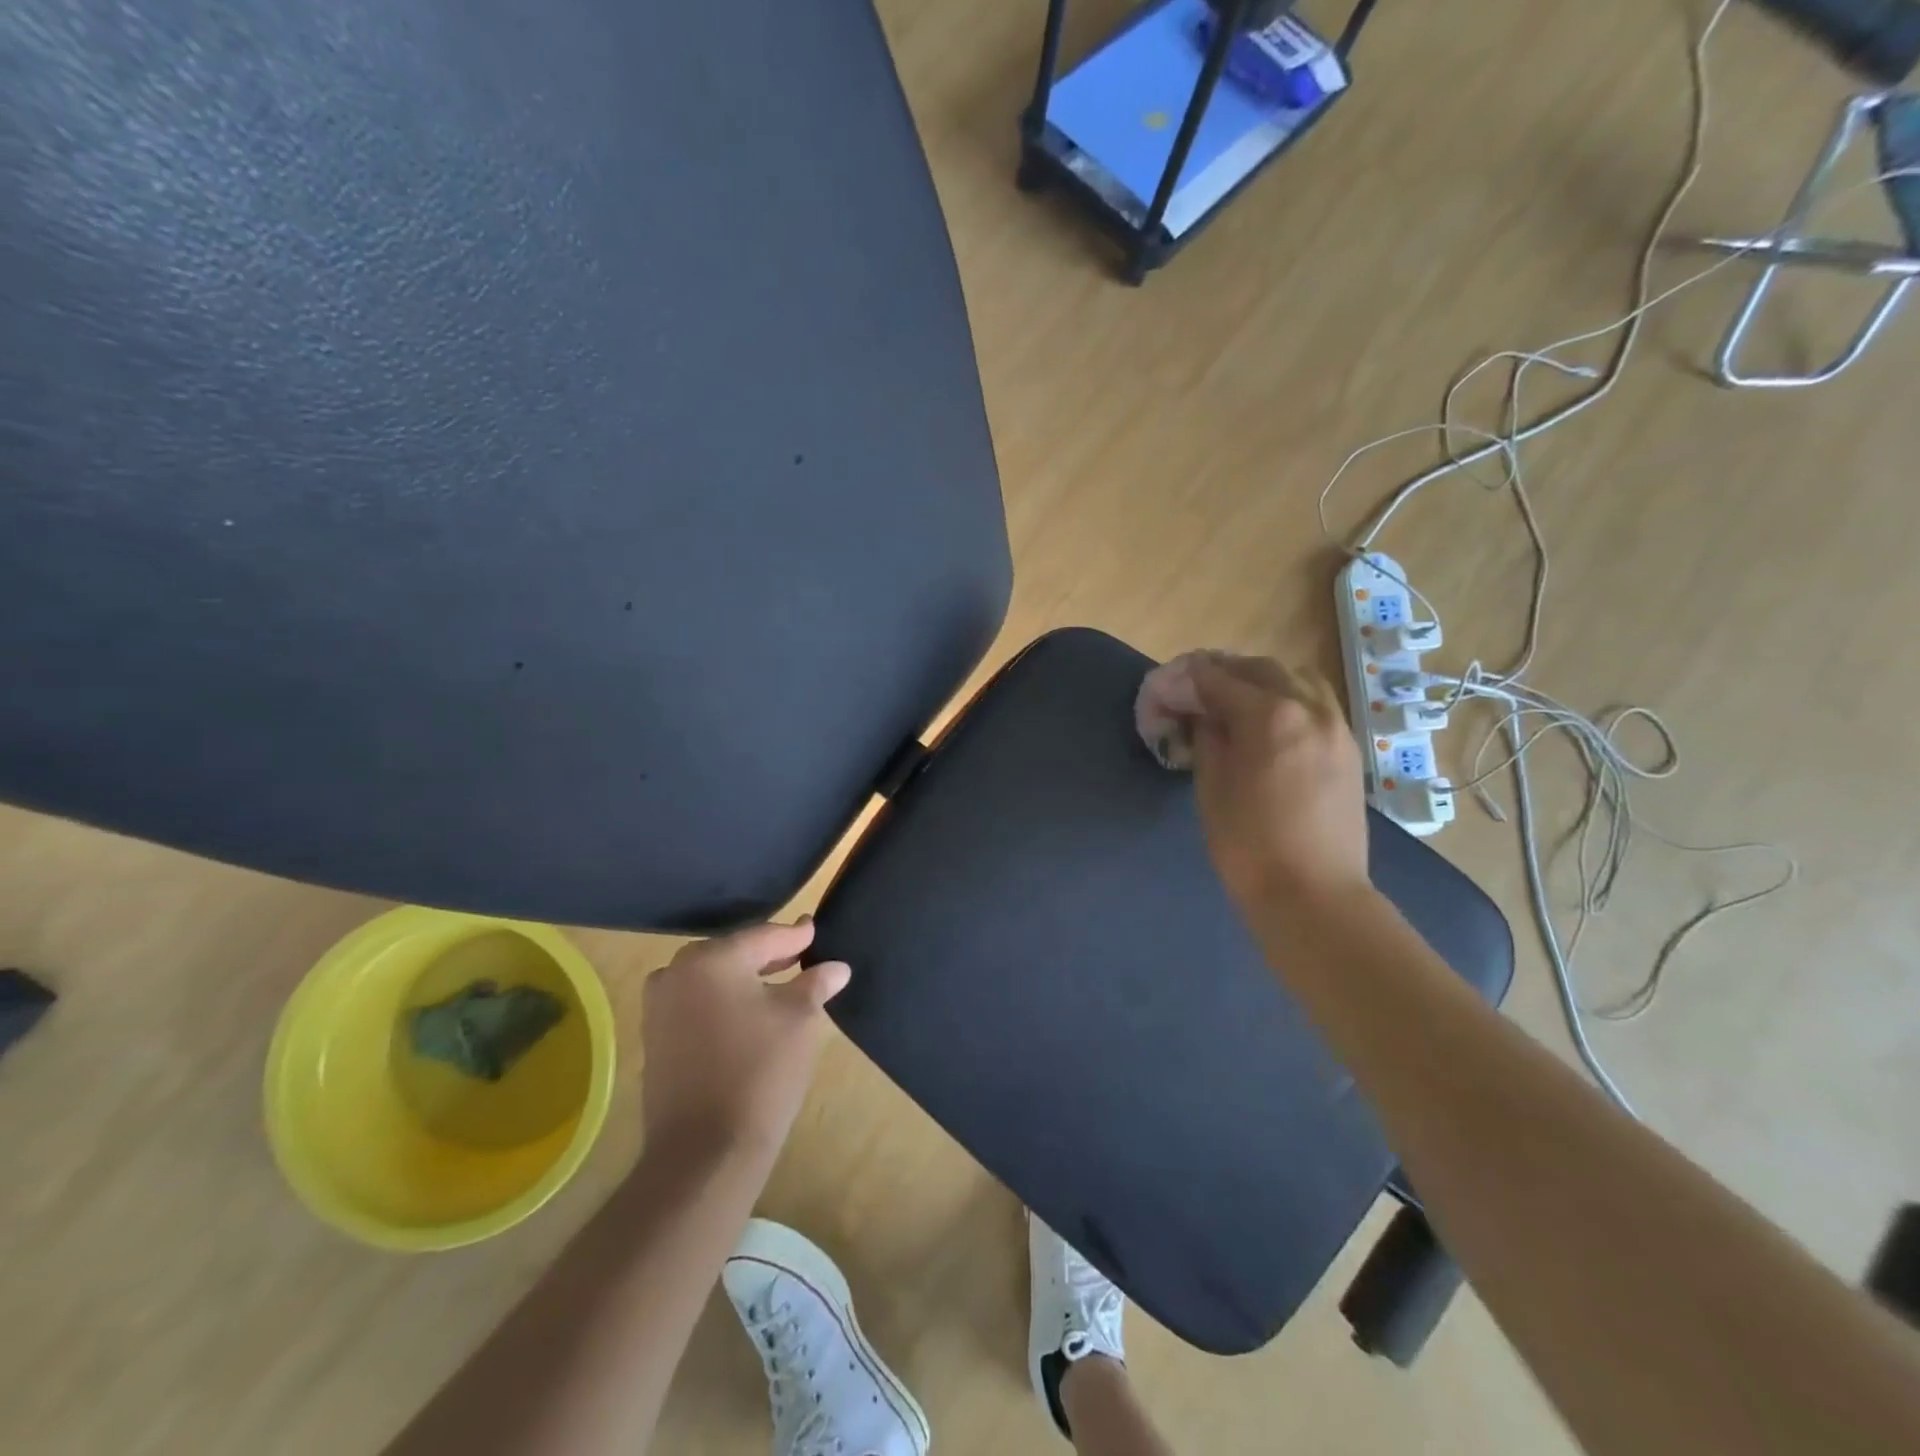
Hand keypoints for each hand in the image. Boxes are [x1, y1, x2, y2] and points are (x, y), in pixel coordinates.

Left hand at [640, 920, 849, 1164]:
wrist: (704, 1151)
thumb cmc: (759, 1072)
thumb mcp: (799, 1020)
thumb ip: (814, 984)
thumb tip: (836, 968)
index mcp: (712, 959)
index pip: (763, 936)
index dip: (794, 936)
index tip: (813, 929)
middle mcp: (677, 973)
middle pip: (733, 953)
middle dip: (766, 955)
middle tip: (799, 956)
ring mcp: (659, 1007)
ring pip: (711, 979)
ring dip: (742, 979)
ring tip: (776, 985)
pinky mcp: (653, 1038)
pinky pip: (694, 1003)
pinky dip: (721, 1001)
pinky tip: (746, 1014)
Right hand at [1184, 654, 1369, 911]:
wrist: (1312, 894)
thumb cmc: (1247, 845)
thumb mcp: (1211, 786)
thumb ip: (1207, 737)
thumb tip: (1202, 714)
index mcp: (1269, 715)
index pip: (1218, 679)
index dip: (1187, 679)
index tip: (1168, 684)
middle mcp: (1308, 708)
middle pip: (1260, 669)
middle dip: (1224, 672)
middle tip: (1196, 689)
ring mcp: (1336, 726)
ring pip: (1296, 679)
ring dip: (1261, 680)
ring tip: (1236, 702)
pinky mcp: (1348, 748)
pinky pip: (1317, 703)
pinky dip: (1289, 699)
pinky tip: (1271, 724)